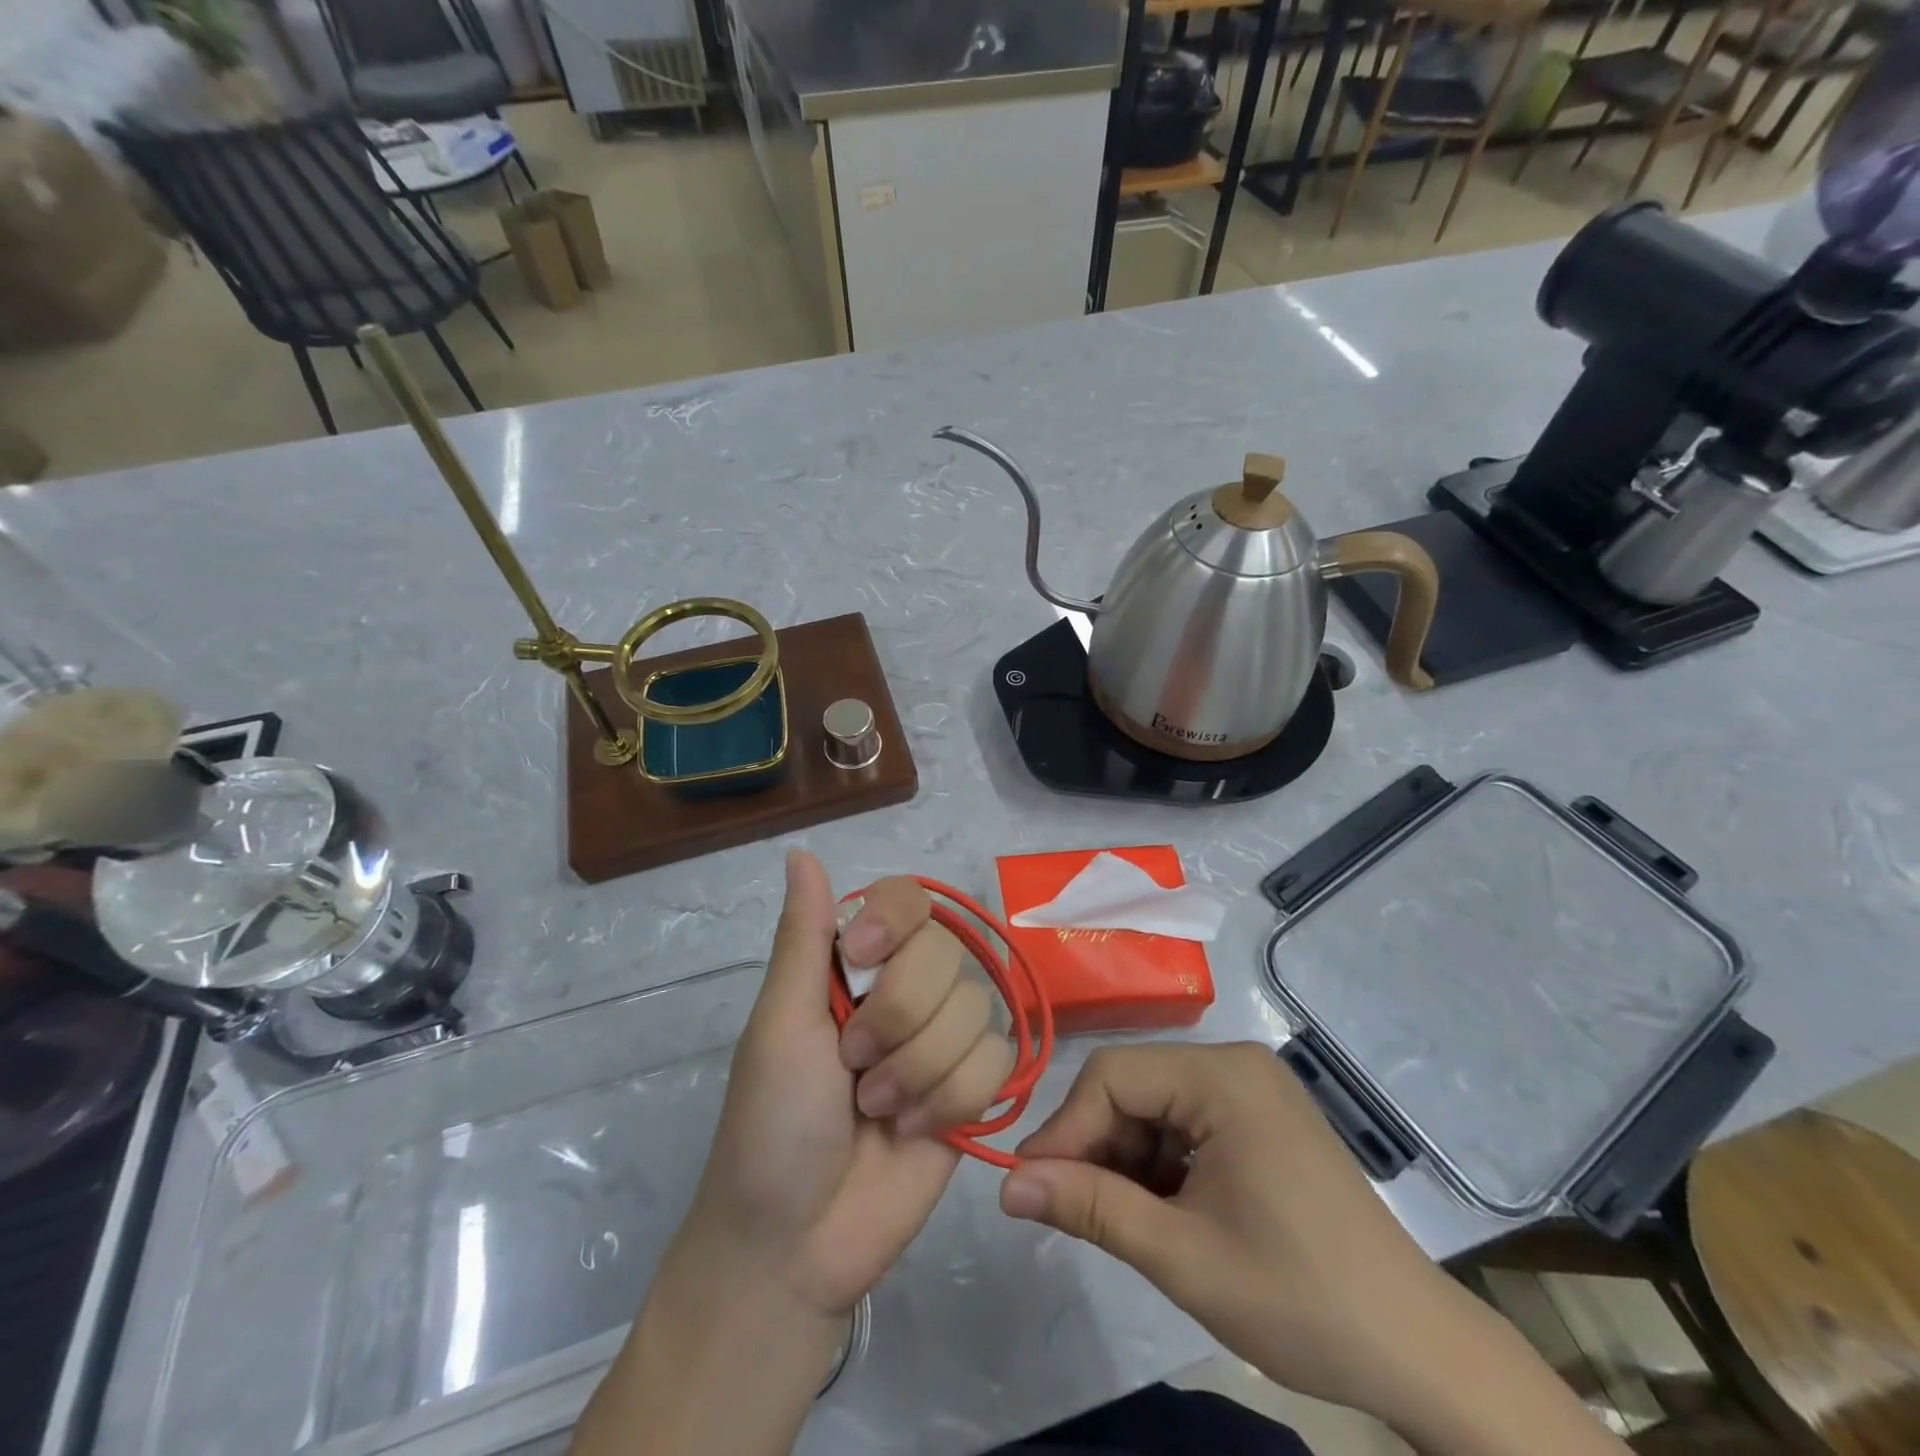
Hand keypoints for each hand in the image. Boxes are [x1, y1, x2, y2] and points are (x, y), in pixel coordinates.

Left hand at [685, 849, 1014, 1315]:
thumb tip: (800, 852)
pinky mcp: (973, 1089)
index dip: (894, 924)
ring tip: (877, 1109)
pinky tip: (914, 1131)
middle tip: (851, 1067)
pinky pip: (997, 1059)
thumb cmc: (770, 1124)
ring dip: (918, 1069)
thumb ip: (802, 937)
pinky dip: (951, 1099)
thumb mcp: (778, 1024)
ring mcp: (942, 1039)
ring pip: (973, 1009)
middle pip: (945, 954)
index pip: (907, 900)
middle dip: (896, 1019)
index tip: (858, 962)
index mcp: (854, 965)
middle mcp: (904, 990)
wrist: (796, 1244)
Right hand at [998, 1044, 1628, 1455]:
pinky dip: (1160, 1166)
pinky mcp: (1260, 1118)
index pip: (1112, 1076)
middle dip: (1096, 1148)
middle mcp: (1234, 1064)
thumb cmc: (1298, 1298)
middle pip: (1133, 1088)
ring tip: (1118, 1222)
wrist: (1417, 1350)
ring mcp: (1251, 1089)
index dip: (1064, 1129)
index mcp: (1221, 1076)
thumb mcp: (1180, 1255)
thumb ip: (1089, 1207)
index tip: (1028, 1187)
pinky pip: (1186, 1124)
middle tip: (1067, 1211)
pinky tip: (1160, 1212)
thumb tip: (1007, 1184)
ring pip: (1155, 1108)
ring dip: (1126, 1161)